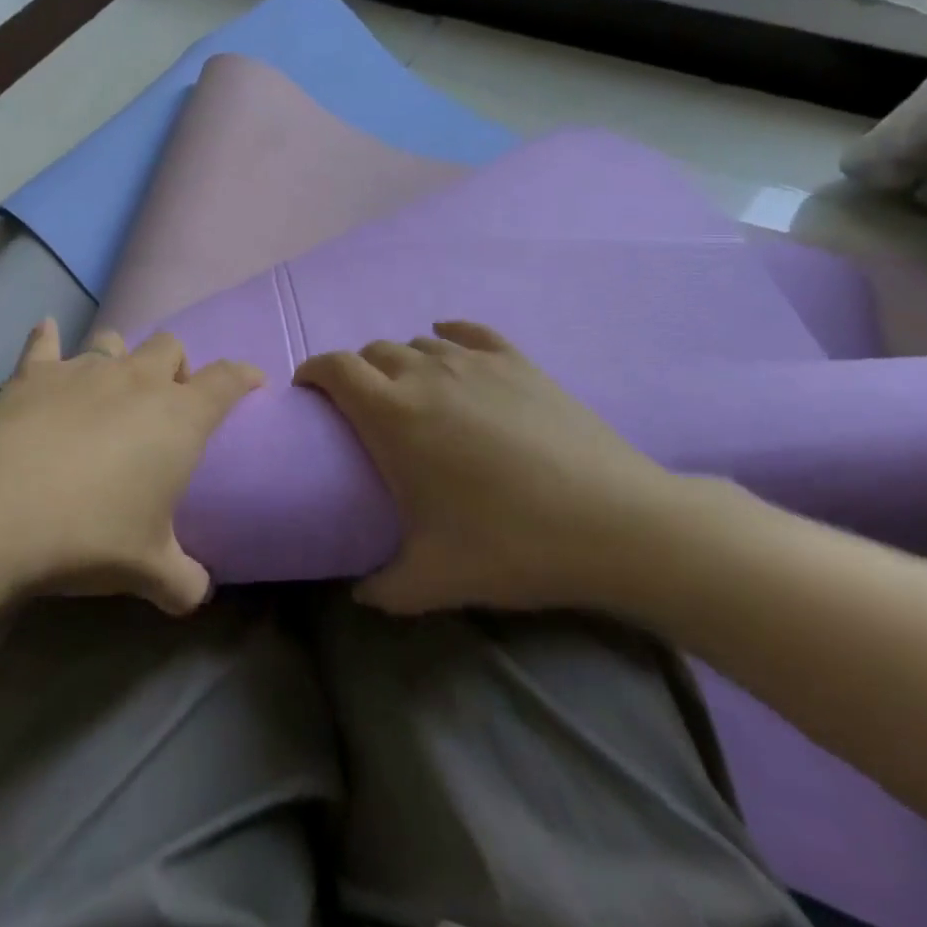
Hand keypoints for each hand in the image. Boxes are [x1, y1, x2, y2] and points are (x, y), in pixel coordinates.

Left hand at [0, 320, 262, 613]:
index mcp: (179, 417)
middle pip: (169, 346)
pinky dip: (47, 338)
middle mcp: (137, 379)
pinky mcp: (35, 372)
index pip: (226, 380)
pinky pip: (44, 342)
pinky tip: (46, 332)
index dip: (243, 375)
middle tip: (166, 400)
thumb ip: (183, 581)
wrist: (2, 507)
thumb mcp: (149, 570)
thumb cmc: (92, 533)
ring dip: (119, 356)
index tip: (251, 380)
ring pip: (113, 340)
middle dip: (174, 365)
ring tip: (110, 383)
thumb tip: (197, 593)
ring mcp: (84, 369)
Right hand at [295, 321, 684, 612]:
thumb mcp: (436, 578)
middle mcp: (424, 373)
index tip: (309, 393)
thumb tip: (358, 594)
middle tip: (364, 410)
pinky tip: (450, 347)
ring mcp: (474, 362)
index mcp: (392, 413)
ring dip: (401, 362)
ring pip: (417, 343)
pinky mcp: (517, 361)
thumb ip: (383, 589)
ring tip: (412, 394)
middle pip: (372, 352)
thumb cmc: (513, 544)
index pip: (334, 368)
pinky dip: (448, 336)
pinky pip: (468, 332)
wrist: (618, 524)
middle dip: (357, 373)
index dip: (313, 371)